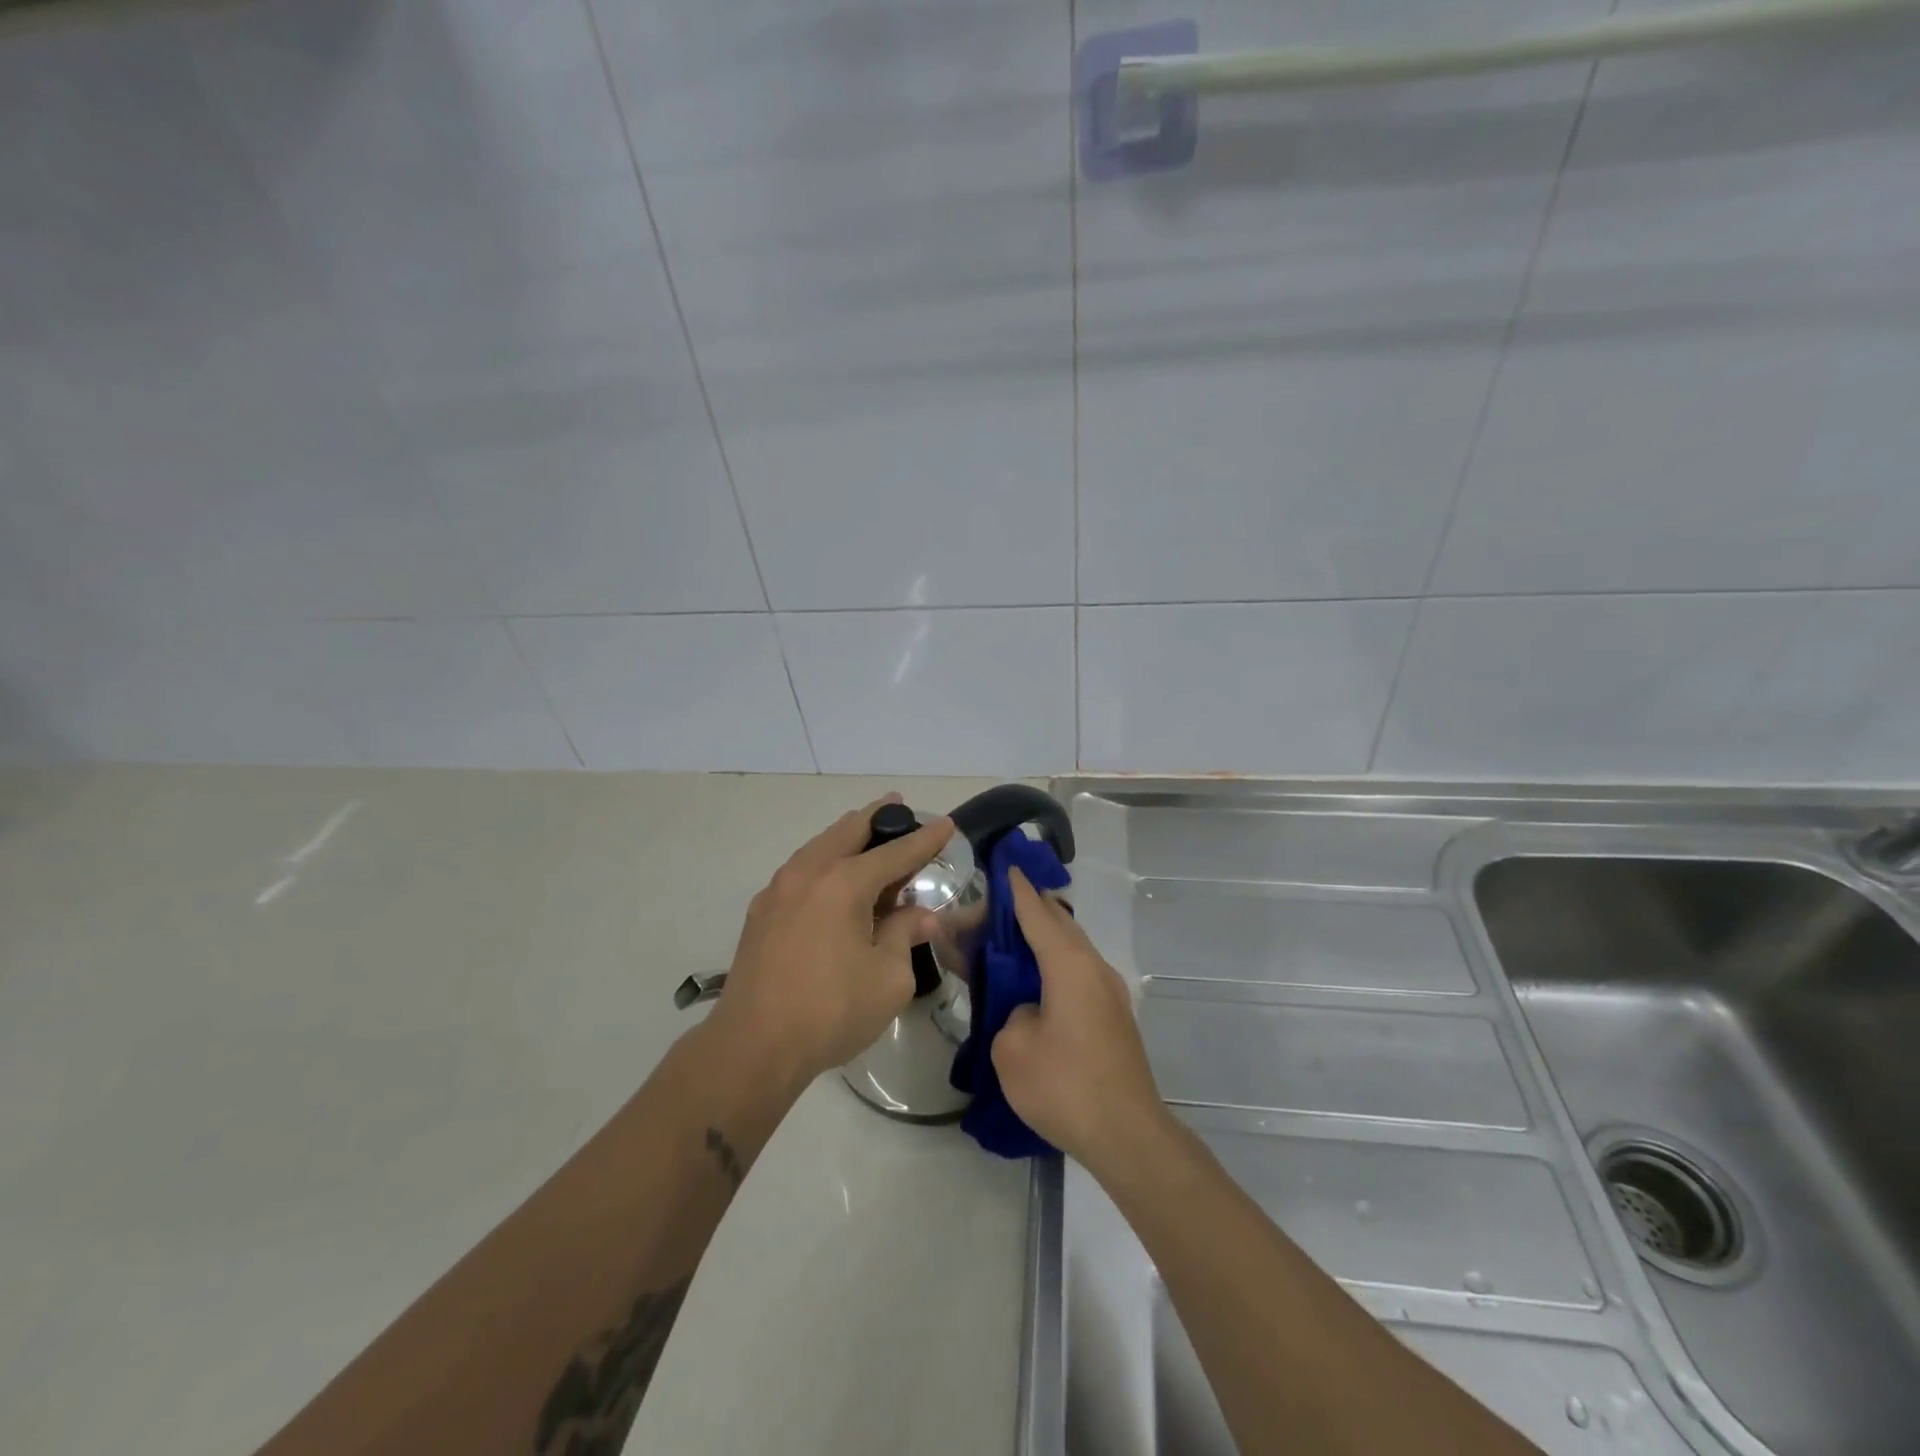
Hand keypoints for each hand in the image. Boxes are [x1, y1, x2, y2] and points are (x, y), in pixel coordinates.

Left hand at [712, 795, 952, 1088]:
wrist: (753, 1046)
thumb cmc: (831, 1010)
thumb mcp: (888, 977)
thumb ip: (905, 936)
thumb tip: (920, 915)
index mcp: (843, 883)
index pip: (895, 852)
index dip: (924, 839)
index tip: (945, 824)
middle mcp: (809, 873)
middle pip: (848, 830)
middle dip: (878, 816)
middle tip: (898, 805)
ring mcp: (778, 890)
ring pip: (818, 846)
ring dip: (846, 836)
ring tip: (866, 834)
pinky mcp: (761, 913)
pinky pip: (800, 869)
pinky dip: (823, 861)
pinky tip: (831, 877)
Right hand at [992, 867, 1167, 1170]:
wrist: (1128, 1136)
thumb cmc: (1066, 1086)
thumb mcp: (1012, 1048)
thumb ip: (1012, 1013)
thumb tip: (1030, 1011)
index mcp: (1069, 964)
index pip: (1038, 912)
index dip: (1017, 889)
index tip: (1005, 865)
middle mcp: (1094, 968)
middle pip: (1056, 925)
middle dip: (1024, 915)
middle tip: (989, 917)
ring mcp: (1109, 993)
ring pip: (1069, 950)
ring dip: (1038, 943)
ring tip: (1005, 946)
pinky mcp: (1113, 1017)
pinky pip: (1076, 974)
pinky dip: (1051, 967)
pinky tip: (1031, 984)